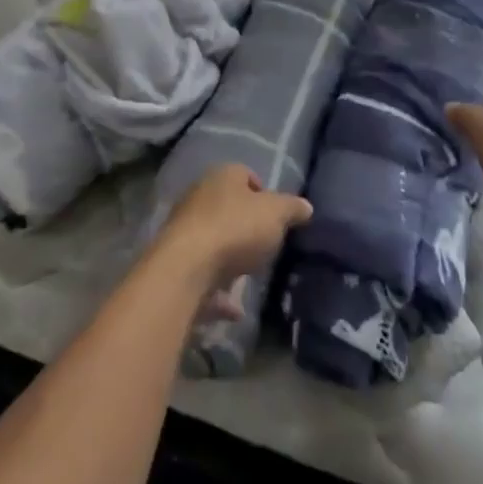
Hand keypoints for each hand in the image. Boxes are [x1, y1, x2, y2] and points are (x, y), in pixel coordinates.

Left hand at [155, 165, 311, 305]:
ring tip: (251, 276)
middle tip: (266, 244)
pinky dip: (219, 290)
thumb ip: (292, 208)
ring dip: (230, 256)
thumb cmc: (235, 228)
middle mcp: (200, 196)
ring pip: (214, 239)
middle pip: (227, 206)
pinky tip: (235, 309)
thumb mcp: (276, 214)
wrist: (186, 268)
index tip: (277, 216)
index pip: (245, 174)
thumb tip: (306, 206)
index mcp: (223, 176)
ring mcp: (185, 229)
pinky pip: (204, 274)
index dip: (263, 192)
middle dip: (246, 224)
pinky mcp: (177, 262)